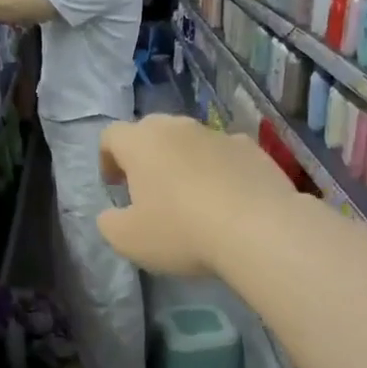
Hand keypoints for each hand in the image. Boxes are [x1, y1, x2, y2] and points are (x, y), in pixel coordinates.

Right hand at [96, 115, 296, 276]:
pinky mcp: (253, 149)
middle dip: (145, 156)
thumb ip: (109, 223)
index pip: (111, 135)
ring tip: (191, 198)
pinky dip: (219, 171)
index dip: (107, 159)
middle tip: (149, 190)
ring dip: (184, 162)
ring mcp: (219, 134)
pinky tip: (227, 201)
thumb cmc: (181, 231)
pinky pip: (225, 155)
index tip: (115, 186)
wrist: (259, 229)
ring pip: (191, 141)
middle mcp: (179, 128)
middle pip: (152, 131)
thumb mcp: (128, 239)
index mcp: (141, 142)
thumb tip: (112, 215)